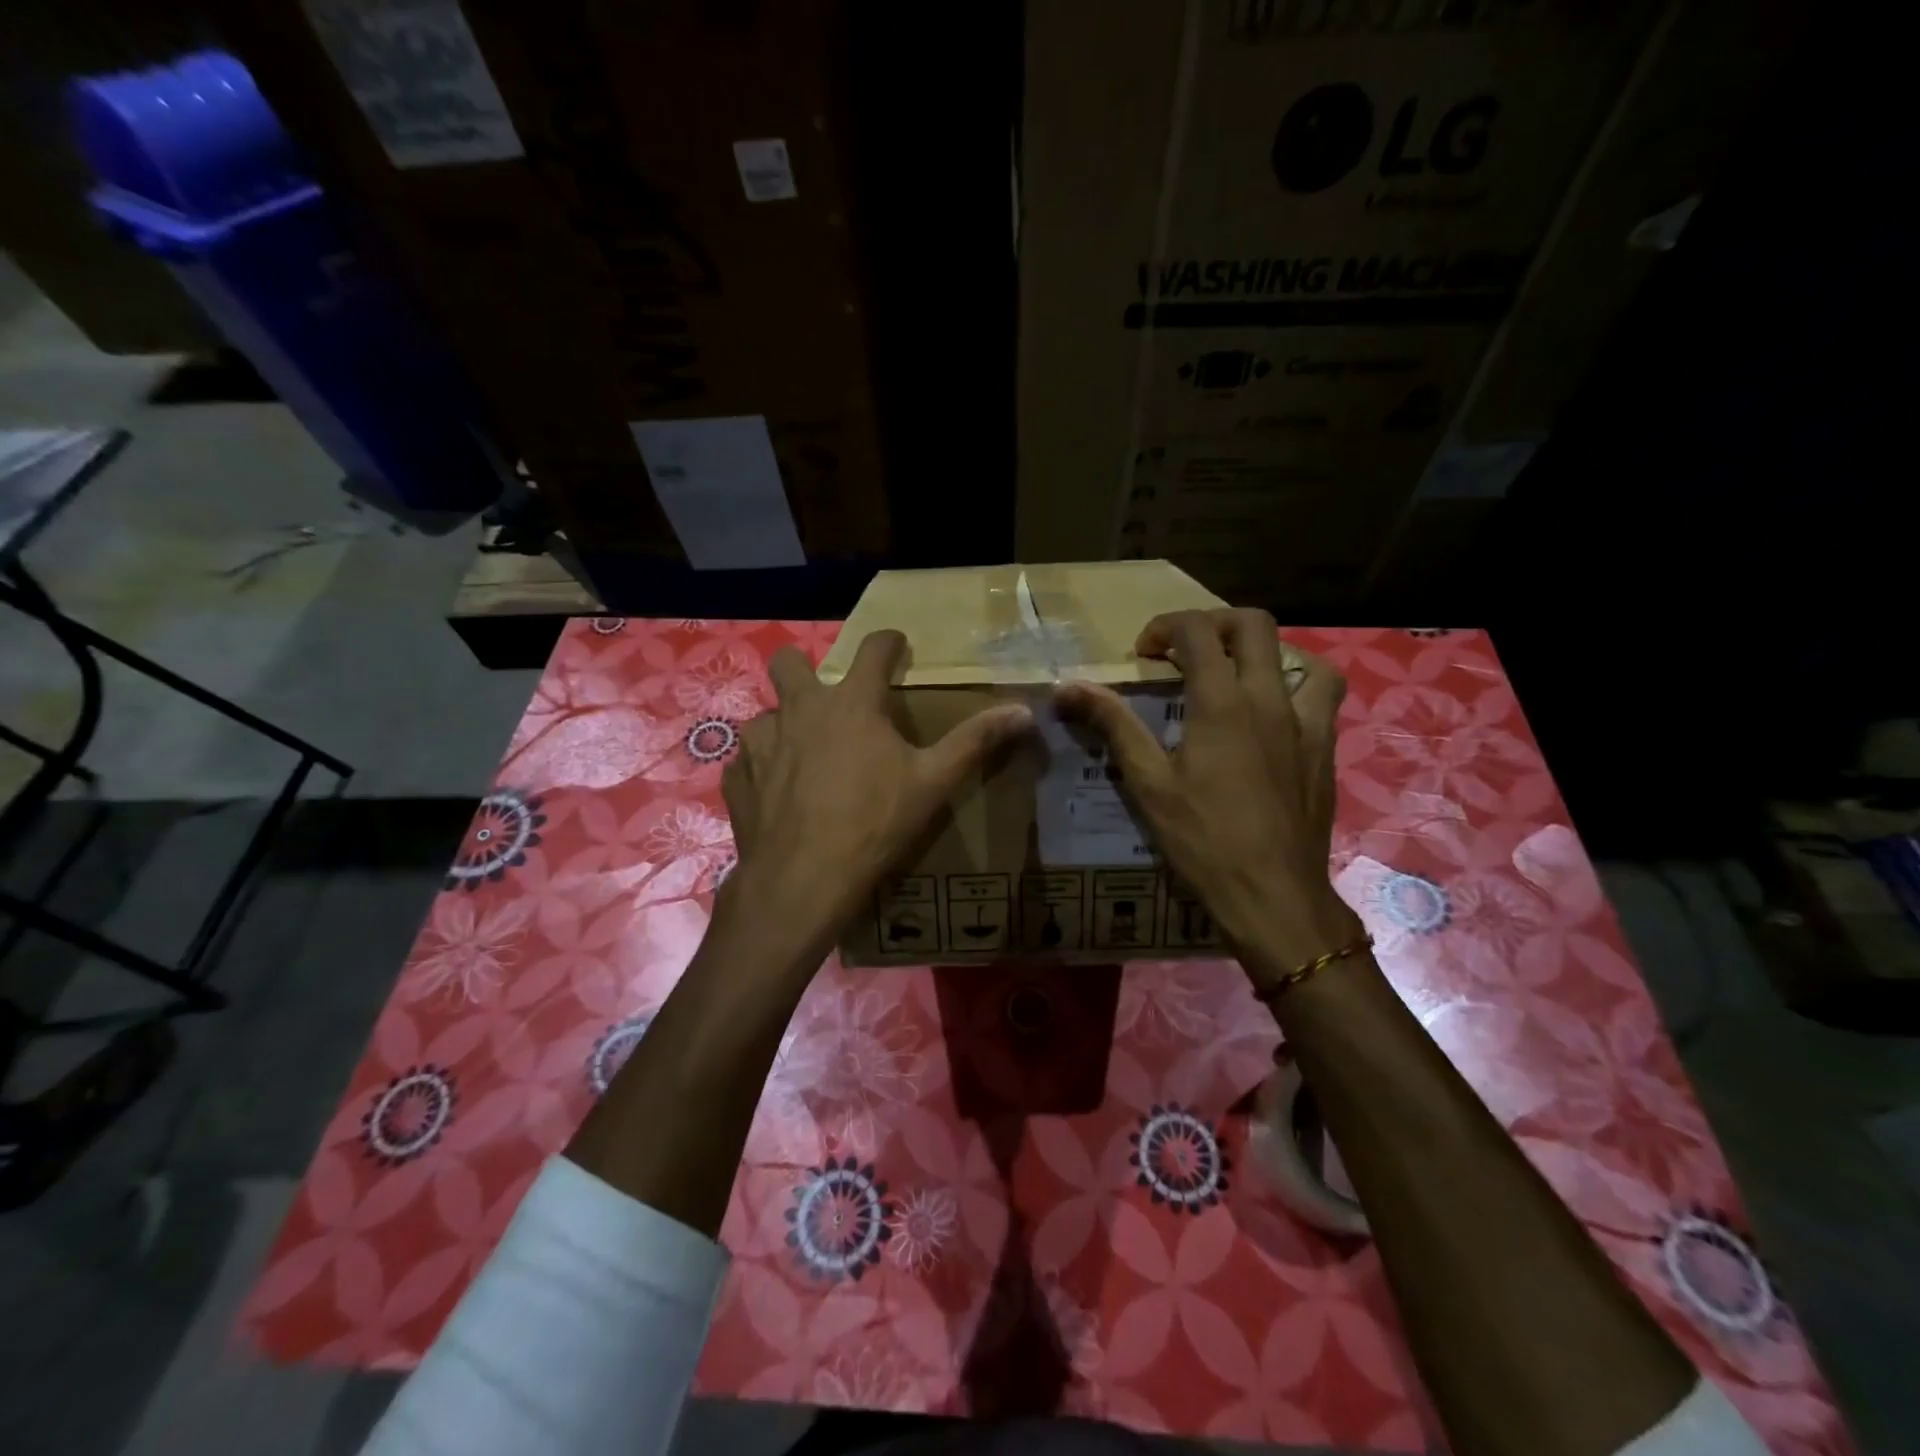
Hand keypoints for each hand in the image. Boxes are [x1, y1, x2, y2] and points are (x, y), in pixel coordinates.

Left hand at [719, 630, 1033, 965]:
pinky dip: (764, 768)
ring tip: (804, 757)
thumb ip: (976, 741)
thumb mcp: (934, 782)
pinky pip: (749, 760)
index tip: (897, 646)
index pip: (873, 649)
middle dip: (807, 668)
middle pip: (790, 661)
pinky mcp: (738, 778)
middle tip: (830, 700)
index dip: (889, 642)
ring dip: (785, 726)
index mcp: (851, 703)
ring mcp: (761, 743)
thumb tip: (1024, 710)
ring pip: (767, 714)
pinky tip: (779, 794)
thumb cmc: (874, 823)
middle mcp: (799, 709)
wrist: (802, 880)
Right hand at [1056, 608, 1359, 987]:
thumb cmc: (1204, 839)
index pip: (1197, 632)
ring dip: (1261, 651)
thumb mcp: (1148, 783)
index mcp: (1223, 703)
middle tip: (1185, 652)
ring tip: (1234, 675)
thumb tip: (1067, 688)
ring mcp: (1305, 722)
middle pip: (1252, 625)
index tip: (1144, 654)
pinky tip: (1272, 714)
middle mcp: (1269, 698)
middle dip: (1213, 623)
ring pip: (1297, 654)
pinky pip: (1321, 695)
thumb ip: (1113, 725)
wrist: (1273, 894)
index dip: (1165, 627)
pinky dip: (1294, 684)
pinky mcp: (1324, 748)